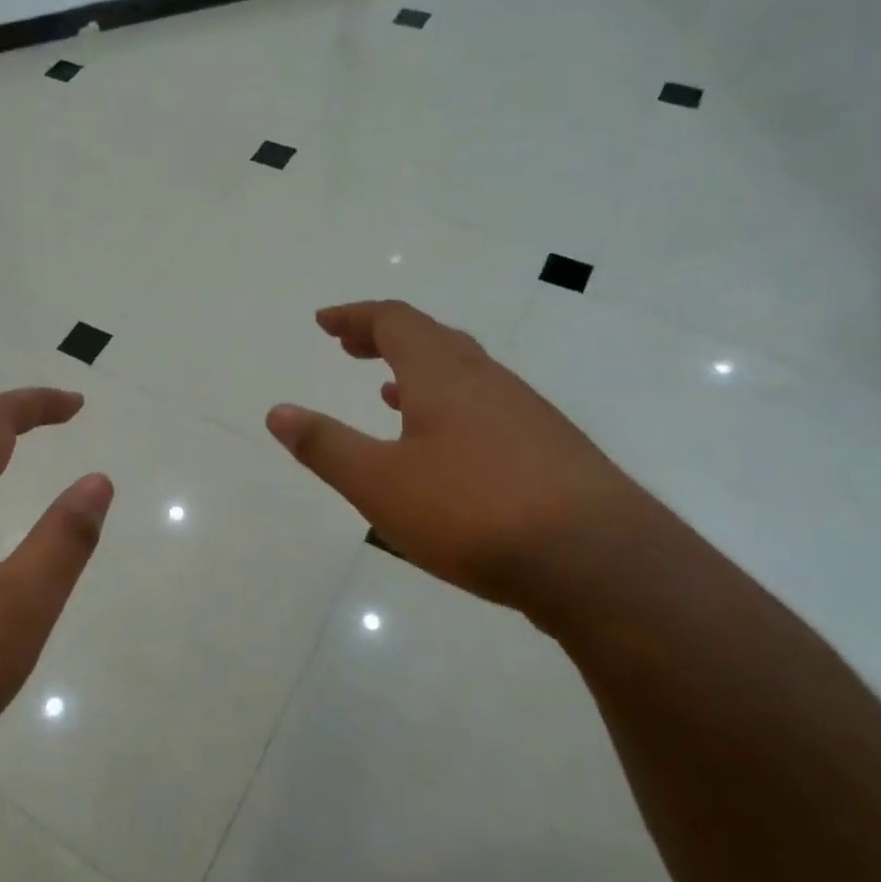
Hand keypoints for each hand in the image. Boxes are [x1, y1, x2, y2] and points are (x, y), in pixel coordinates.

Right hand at [266, 301, 651, 619]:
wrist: (603, 565)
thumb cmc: (474, 512)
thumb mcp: (380, 483)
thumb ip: (325, 446)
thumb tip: (277, 412)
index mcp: (443, 375)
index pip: (395, 322)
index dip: (356, 317)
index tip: (324, 322)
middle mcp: (488, 381)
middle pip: (432, 339)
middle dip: (385, 337)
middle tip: (351, 348)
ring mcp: (527, 414)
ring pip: (464, 374)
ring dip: (420, 372)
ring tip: (389, 392)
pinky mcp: (552, 451)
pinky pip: (487, 408)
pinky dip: (450, 407)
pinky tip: (446, 449)